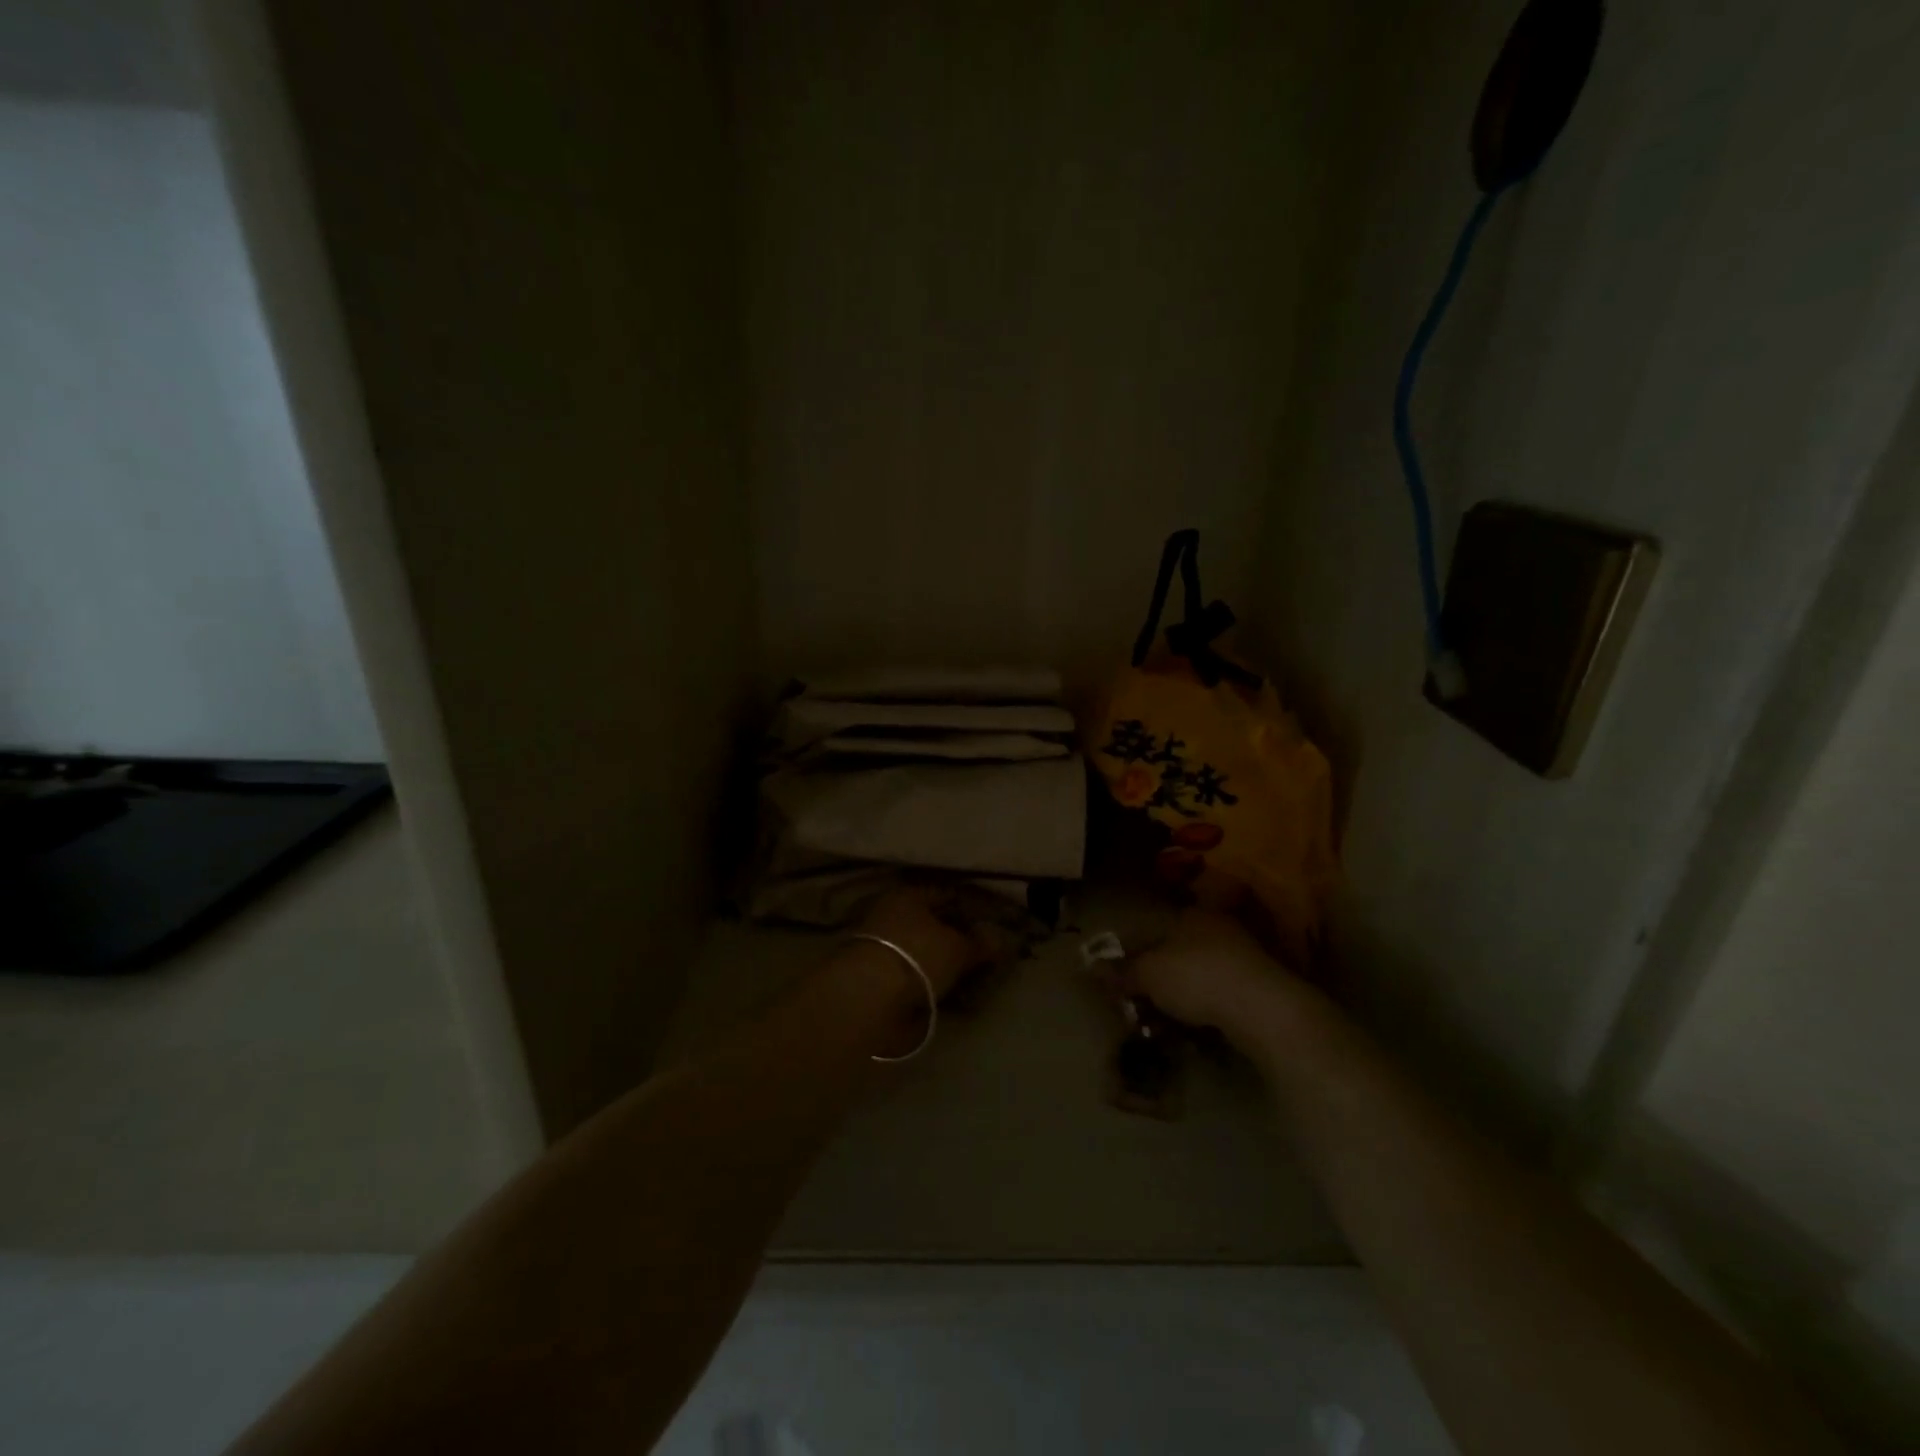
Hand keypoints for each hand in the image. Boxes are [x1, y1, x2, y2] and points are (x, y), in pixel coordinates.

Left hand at [852, 886, 1007, 999]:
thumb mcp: (958, 948)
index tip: (992, 924)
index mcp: (908, 895)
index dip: (971, 908)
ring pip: (922, 952)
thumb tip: (1000, 941)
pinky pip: (912, 976)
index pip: (945, 894)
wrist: (868, 998)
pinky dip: (929, 985)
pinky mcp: (875, 978)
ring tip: (971, 982)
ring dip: (943, 965)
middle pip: (932, 924)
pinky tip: (950, 998)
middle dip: (957, 939)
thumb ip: (980, 944)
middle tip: (984, 955)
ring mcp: (880, 947)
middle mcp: (890, 914)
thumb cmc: (917, 956)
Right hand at [1129, 909, 1290, 1037]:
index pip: (1155, 927)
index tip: (1125, 976)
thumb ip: (1122, 971)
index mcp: (1190, 915)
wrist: (1263, 1008)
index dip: (1136, 952)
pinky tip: (1197, 1027)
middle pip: (1179, 949)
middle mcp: (1218, 927)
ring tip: (1167, 1019)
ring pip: (1202, 972)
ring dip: (1185, 993)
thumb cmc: (1197, 977)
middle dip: (1162, 974)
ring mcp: (1244, 955)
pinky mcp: (1261, 985)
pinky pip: (1222, 993)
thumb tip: (1093, 968)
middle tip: (1143, 1000)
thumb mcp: (1148, 974)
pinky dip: (1208, 1007)